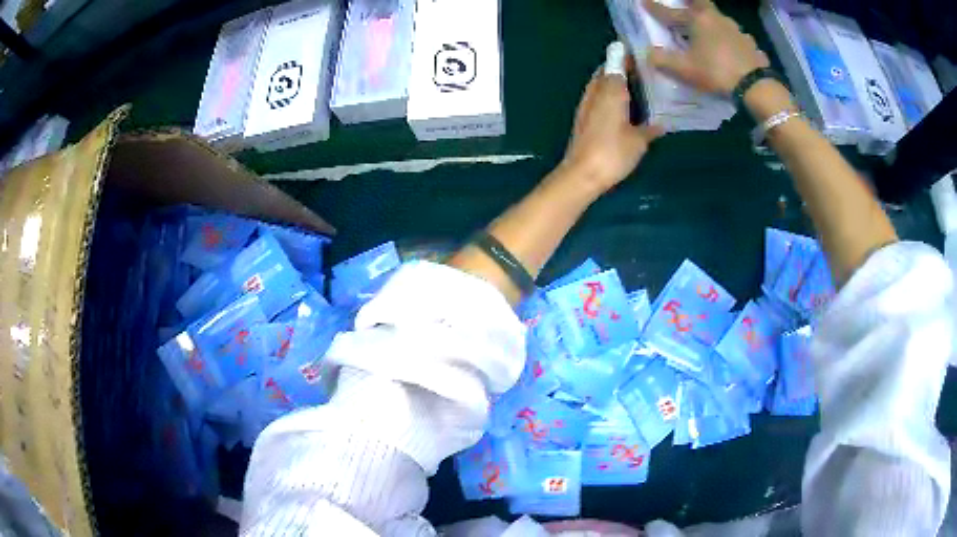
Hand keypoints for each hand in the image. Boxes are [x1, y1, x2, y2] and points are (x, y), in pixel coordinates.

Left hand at [561, 59, 663, 192]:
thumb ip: (650, 128)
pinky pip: (597, 97)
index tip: (640, 53)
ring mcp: (586, 104)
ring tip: (635, 85)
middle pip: (606, 71)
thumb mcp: (639, 141)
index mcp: (611, 90)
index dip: (626, 55)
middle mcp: (596, 91)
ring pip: (600, 83)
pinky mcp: (582, 117)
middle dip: (621, 67)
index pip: (616, 62)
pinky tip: (621, 105)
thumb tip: (661, 123)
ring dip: (613, 81)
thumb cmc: (613, 153)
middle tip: (642, 70)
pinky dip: (608, 94)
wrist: (582, 174)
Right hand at [644, 0, 769, 93]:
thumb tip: (649, 54)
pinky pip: (737, 37)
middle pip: (700, 3)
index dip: (655, 9)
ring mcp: (736, 30)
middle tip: (684, 4)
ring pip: (720, 18)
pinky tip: (732, 47)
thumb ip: (663, 60)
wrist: (755, 86)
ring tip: (709, 29)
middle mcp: (716, 18)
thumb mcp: (685, 69)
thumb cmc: (716, 72)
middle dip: (690, 2)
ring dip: (712, 21)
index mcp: (698, 20)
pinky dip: (731, 39)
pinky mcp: (750, 44)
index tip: (644, 3)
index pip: (670, 12)